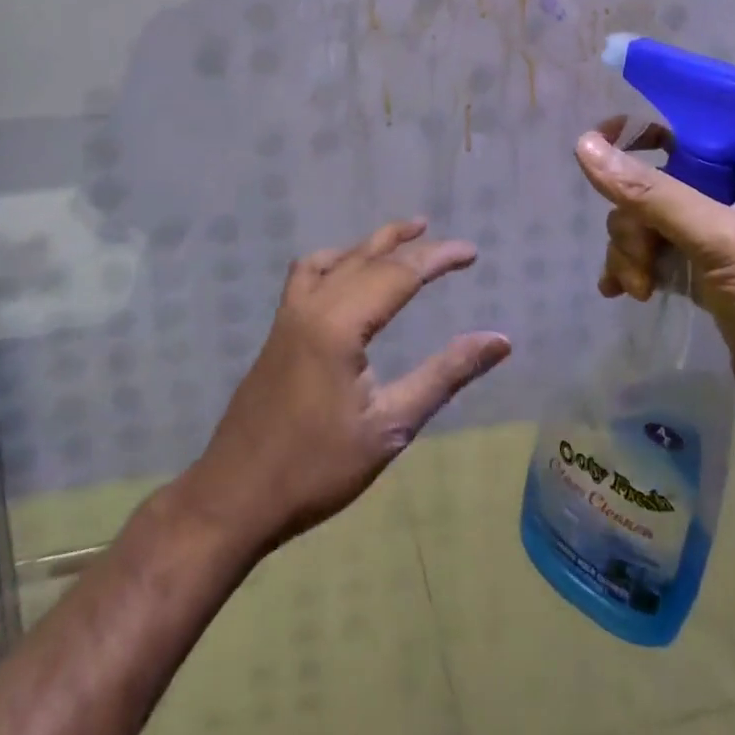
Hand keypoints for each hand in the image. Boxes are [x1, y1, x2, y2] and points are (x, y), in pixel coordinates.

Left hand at [184, 219, 509, 553]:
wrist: (235, 498)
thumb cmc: (316, 469)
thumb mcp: (390, 426)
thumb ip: (445, 375)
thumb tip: (499, 340)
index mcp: (340, 323)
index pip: (399, 273)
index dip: (438, 258)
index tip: (472, 252)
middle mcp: (312, 305)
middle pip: (369, 259)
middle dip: (411, 245)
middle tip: (449, 244)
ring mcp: (289, 314)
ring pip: (336, 258)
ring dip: (372, 244)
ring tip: (403, 236)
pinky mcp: (278, 329)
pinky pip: (307, 273)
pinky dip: (335, 259)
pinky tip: (346, 271)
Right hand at [575, 122, 734, 443]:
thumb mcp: (717, 239)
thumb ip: (651, 193)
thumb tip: (584, 145)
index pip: (681, 131)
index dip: (635, 136)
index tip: (596, 154)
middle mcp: (731, 196)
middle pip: (654, 183)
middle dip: (633, 221)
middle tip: (640, 261)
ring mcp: (717, 239)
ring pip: (648, 222)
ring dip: (631, 251)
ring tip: (637, 288)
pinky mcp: (706, 277)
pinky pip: (654, 255)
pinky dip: (634, 268)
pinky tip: (619, 291)